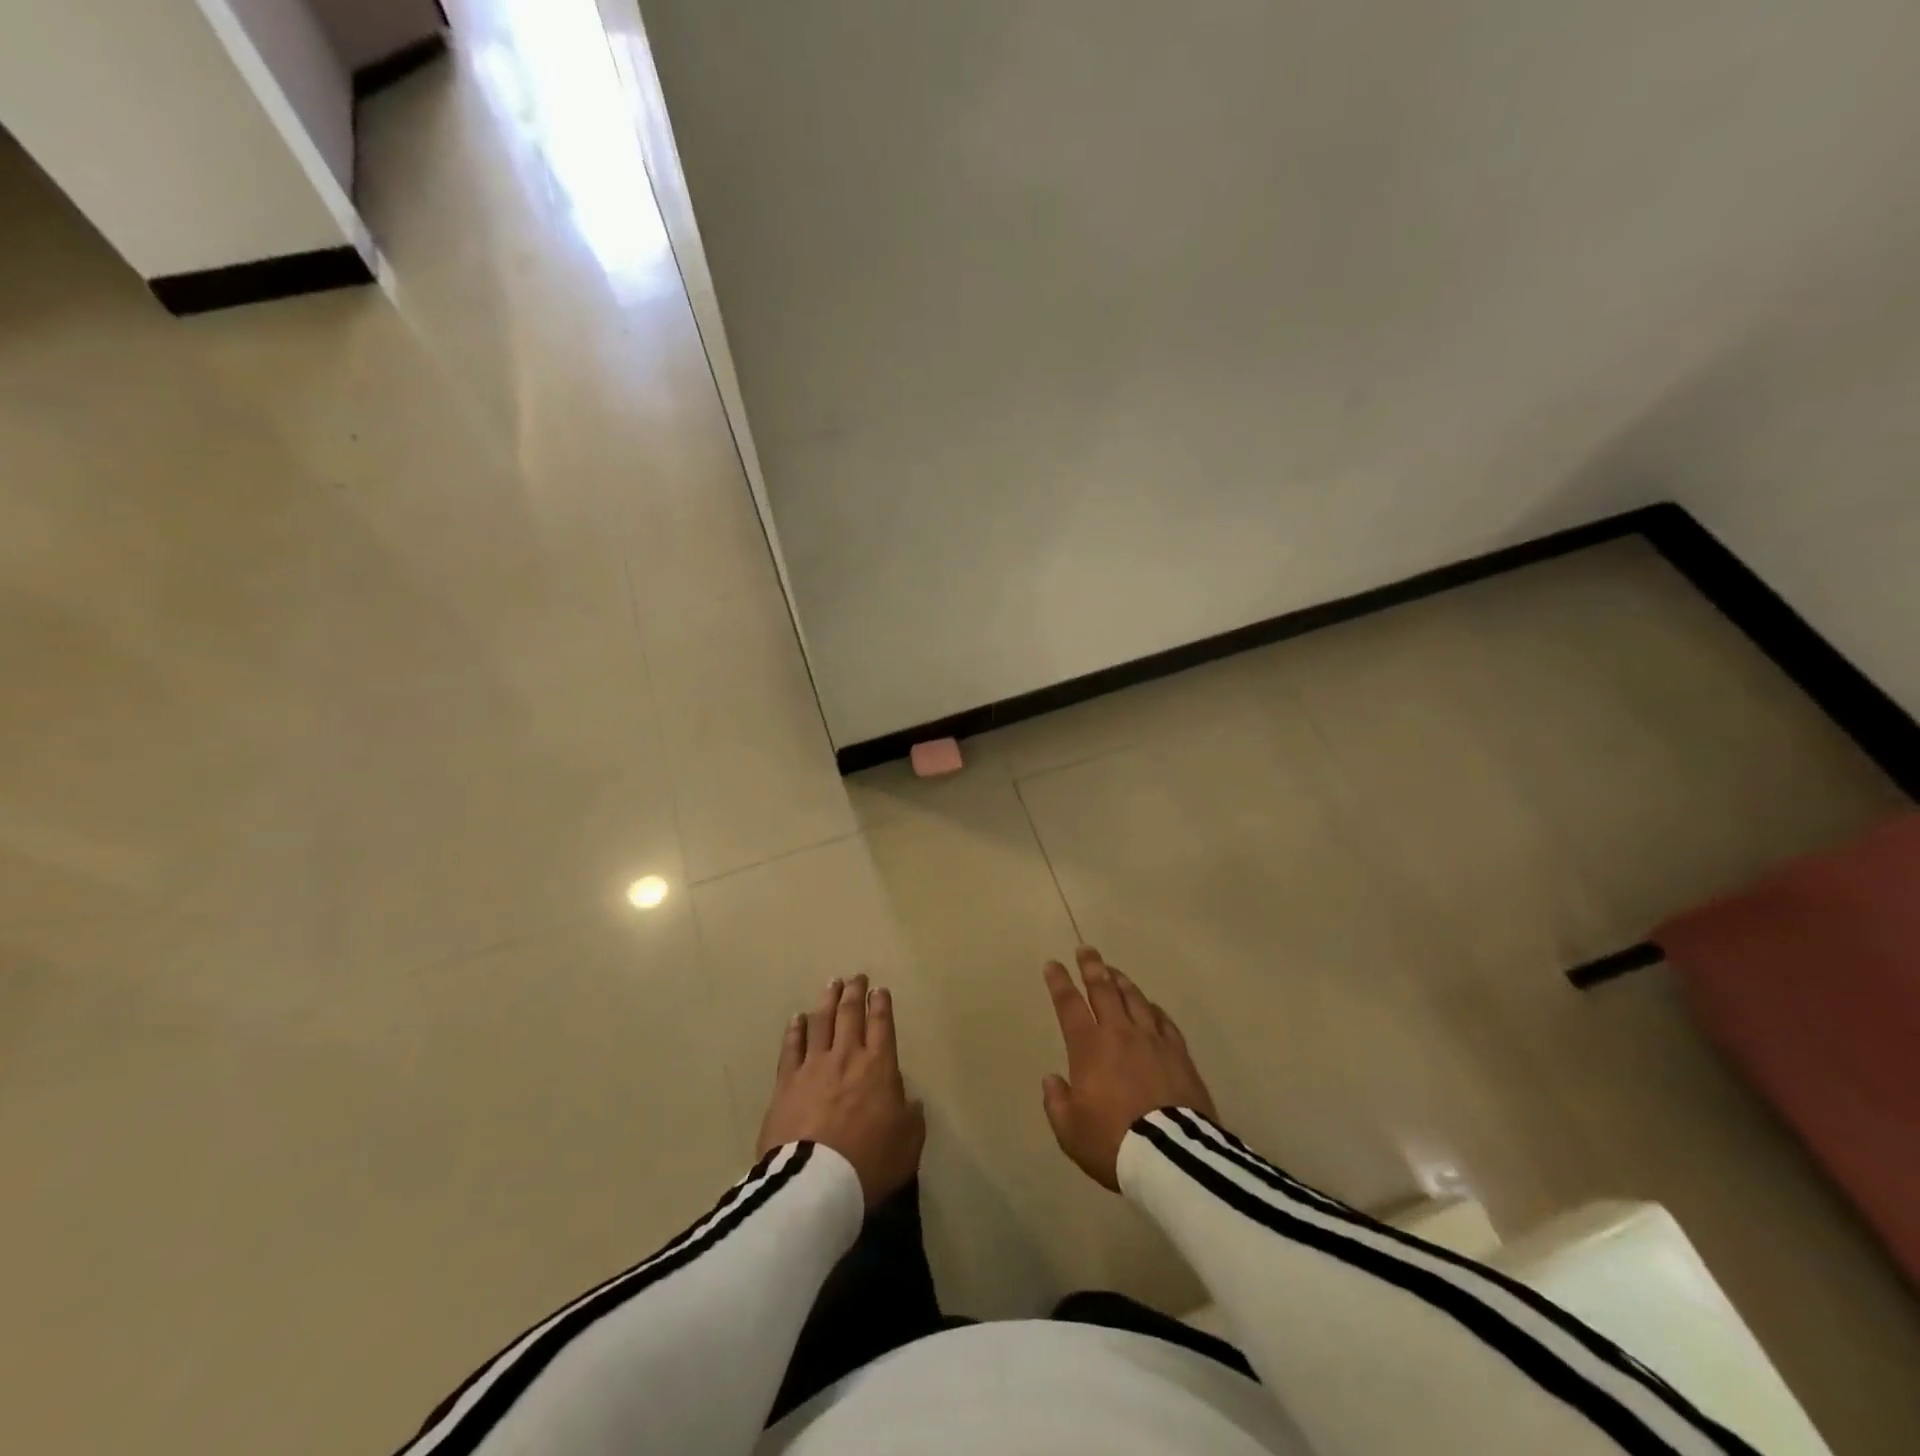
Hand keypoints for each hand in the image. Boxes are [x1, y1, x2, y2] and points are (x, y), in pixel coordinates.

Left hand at [757, 975, 925, 1206]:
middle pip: (850, 1015)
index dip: (881, 1004)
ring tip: (831, 984)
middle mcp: (846, 1057)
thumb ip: (911, 1117)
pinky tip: (798, 1018)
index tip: (880, 990)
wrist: (815, 1183)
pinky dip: (796, 1030)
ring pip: (821, 1022)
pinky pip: (791, 1047)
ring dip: (827, 1000)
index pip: (882, 1025)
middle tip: (856, 977)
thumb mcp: (908, 1144)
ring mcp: (813, 1066)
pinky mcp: (786, 1083)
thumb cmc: (869, 1163)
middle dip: (855, 993)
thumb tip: (911, 1101)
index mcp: (879, 1067)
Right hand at [1041, 947, 1218, 1190]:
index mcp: (1089, 1047)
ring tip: (1114, 971)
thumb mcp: (1070, 1131)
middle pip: (1104, 990)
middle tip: (1086, 949)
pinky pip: (1164, 1020)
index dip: (1059, 982)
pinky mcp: (1179, 1054)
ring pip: (1135, 999)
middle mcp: (1120, 1033)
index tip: (1053, 964)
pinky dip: (1153, 1008)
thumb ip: (1057, 1102)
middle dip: (1092, 967)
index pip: (1069, 1005)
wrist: (1170, 1157)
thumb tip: (1053, 1080)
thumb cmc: (1112, 1142)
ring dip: (1122, 981)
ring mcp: (1153, 1040)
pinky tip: (1150, 1006)